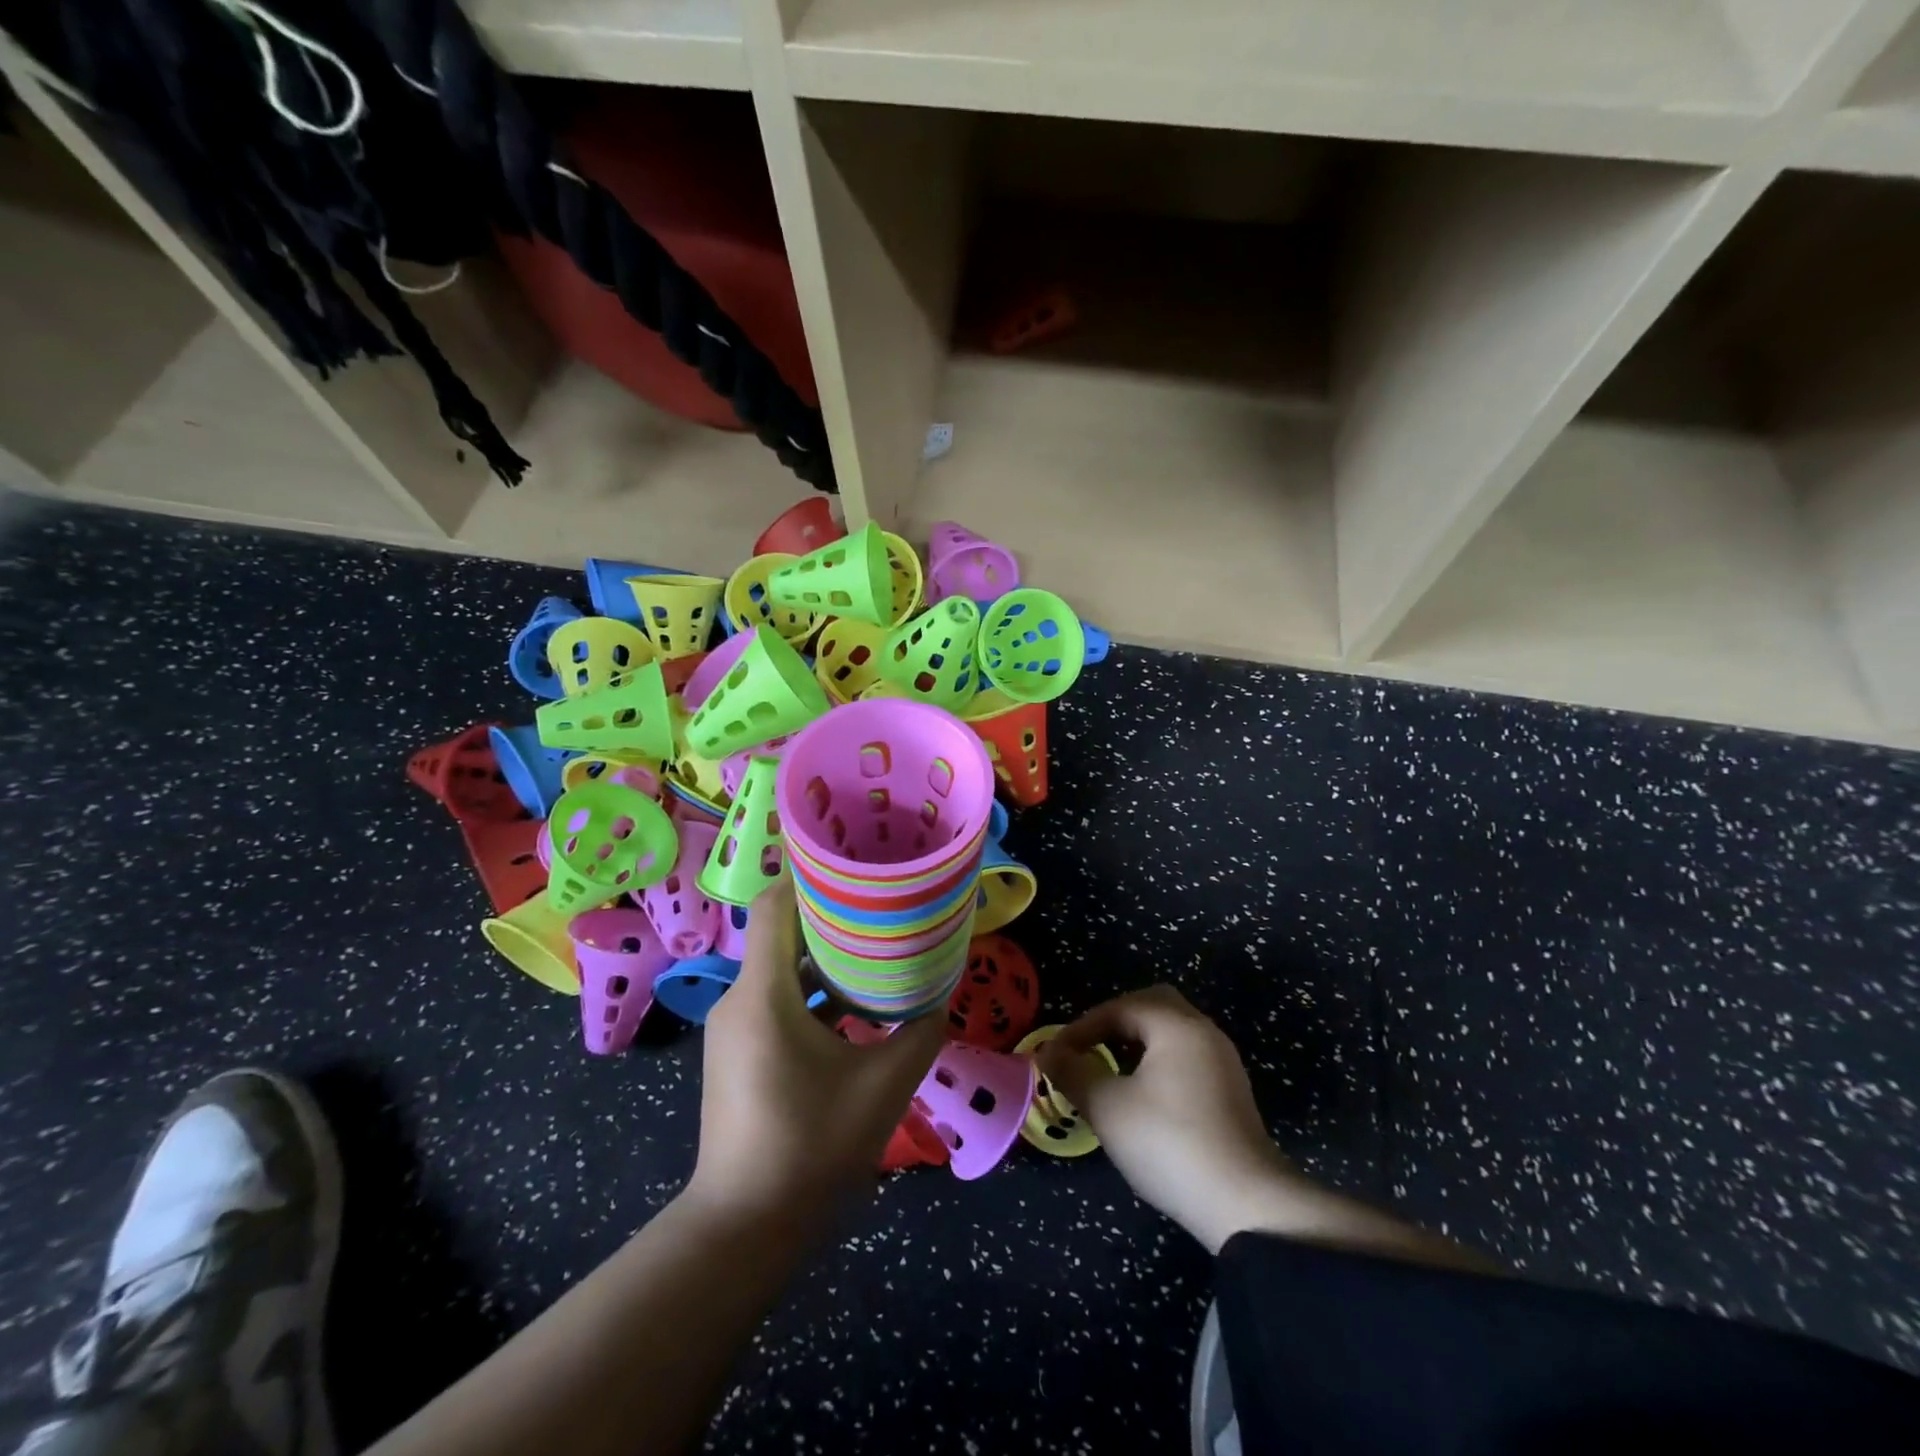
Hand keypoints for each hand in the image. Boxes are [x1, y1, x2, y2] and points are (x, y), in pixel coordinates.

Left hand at [690, 879, 944, 1223]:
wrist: (743, 1229)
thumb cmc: (810, 1149)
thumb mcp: (883, 1086)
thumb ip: (919, 1031)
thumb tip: (940, 992)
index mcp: (764, 994)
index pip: (775, 905)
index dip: (811, 875)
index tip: (856, 861)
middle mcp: (740, 999)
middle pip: (781, 930)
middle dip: (830, 911)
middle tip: (882, 899)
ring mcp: (734, 1026)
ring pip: (780, 966)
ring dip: (825, 954)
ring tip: (877, 945)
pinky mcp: (738, 1050)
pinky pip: (776, 997)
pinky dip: (812, 989)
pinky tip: (854, 1004)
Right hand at [1039, 985, 1297, 1252]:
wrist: (1247, 1205)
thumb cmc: (1170, 1143)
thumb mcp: (1108, 1107)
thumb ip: (1072, 1072)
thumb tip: (1047, 1052)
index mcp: (1176, 1025)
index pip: (1119, 1007)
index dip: (1081, 1027)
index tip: (1057, 1055)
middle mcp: (1204, 1032)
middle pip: (1153, 1005)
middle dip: (1114, 1022)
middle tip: (1087, 1048)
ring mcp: (1223, 1063)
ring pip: (1171, 1032)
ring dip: (1136, 1043)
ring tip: (1108, 1071)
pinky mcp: (1231, 1093)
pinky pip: (1186, 1057)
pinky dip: (1158, 1061)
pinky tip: (1142, 1095)